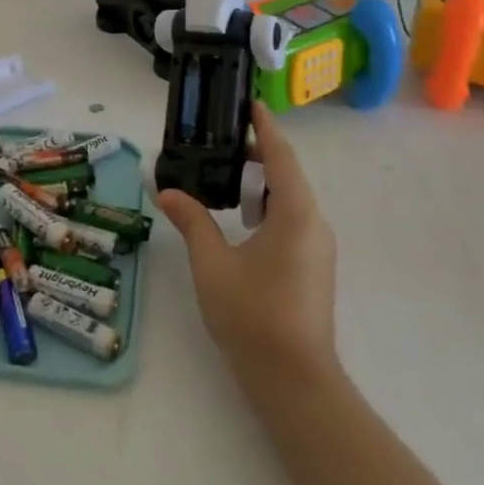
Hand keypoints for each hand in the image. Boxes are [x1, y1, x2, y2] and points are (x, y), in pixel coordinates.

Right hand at [157, 103, 336, 379]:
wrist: (294, 381)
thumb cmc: (253, 314)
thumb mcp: (212, 263)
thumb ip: (191, 221)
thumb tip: (166, 190)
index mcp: (296, 214)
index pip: (281, 157)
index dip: (265, 128)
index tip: (250, 104)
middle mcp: (314, 225)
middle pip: (287, 176)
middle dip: (257, 156)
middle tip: (220, 142)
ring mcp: (317, 250)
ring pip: (289, 202)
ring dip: (260, 185)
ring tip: (225, 179)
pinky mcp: (312, 269)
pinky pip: (291, 223)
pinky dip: (266, 209)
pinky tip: (239, 222)